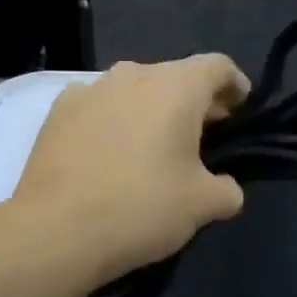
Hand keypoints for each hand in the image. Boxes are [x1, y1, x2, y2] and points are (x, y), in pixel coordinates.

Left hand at [14, 54, 250, 289]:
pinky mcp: (57, 112)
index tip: (240, 108)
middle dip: (194, 102)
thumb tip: (226, 189)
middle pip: (175, 77)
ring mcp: (90, 90)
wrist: (56, 230)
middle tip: (204, 135)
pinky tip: (110, 153)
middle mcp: (133, 74)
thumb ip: (226, 190)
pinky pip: (99, 107)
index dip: (235, 85)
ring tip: (155, 145)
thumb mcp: (202, 206)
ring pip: (134, 90)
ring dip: (151, 110)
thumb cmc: (141, 207)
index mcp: (176, 87)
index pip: (217, 67)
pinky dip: (113, 121)